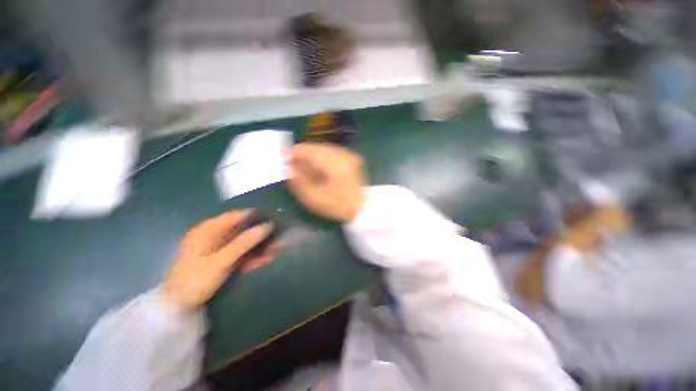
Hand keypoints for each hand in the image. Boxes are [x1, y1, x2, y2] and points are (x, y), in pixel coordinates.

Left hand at [162, 210, 275, 311]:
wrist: (178, 308)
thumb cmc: (194, 280)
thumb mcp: (220, 261)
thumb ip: (244, 243)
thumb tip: (267, 226)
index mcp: (209, 230)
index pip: (237, 216)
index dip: (256, 216)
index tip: (275, 218)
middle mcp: (215, 236)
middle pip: (244, 230)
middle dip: (262, 234)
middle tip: (279, 238)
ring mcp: (220, 248)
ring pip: (245, 243)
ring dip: (260, 247)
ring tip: (277, 250)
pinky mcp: (224, 260)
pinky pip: (242, 254)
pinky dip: (253, 257)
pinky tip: (266, 260)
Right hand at [287, 143, 366, 221]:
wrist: (365, 209)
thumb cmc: (339, 206)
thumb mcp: (315, 198)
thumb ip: (298, 181)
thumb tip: (288, 168)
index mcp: (333, 162)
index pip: (307, 149)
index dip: (292, 154)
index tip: (283, 161)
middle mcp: (342, 153)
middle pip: (315, 147)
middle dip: (303, 156)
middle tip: (295, 168)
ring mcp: (348, 154)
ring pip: (323, 149)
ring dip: (312, 157)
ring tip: (306, 170)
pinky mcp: (352, 158)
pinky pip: (332, 153)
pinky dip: (322, 159)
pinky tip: (320, 170)